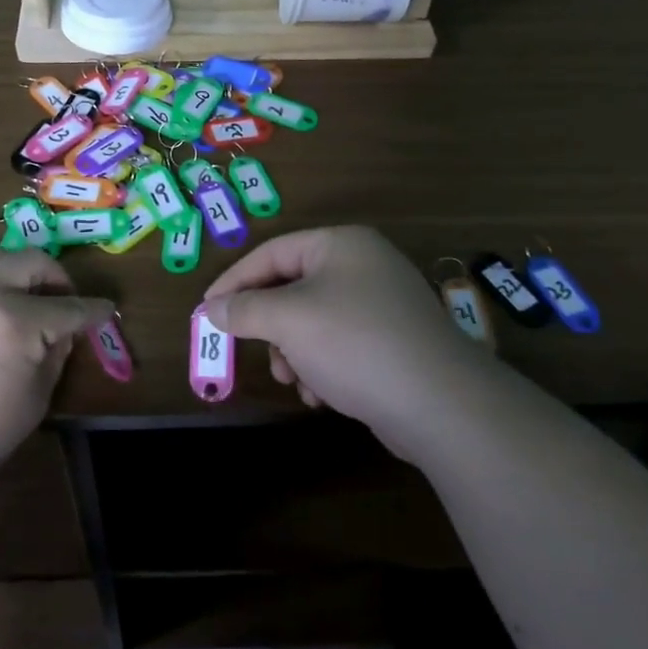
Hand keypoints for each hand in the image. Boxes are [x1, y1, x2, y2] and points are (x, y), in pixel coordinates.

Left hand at [0, 248, 111, 496]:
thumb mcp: (34, 401)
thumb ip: (55, 354)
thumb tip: (63, 330)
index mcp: (14, 321)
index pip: (69, 307)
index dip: (95, 310)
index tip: (107, 310)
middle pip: (31, 261)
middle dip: (58, 277)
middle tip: (64, 300)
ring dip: (17, 270)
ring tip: (23, 295)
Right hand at [205, 227, 488, 459]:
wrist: (440, 404)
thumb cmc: (354, 343)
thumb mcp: (289, 320)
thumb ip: (245, 309)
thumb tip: (212, 309)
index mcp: (341, 244)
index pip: (271, 252)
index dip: (234, 281)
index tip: (207, 310)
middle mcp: (363, 265)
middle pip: (292, 287)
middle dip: (269, 325)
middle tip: (250, 349)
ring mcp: (382, 303)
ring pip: (313, 320)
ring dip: (293, 351)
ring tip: (293, 380)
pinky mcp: (392, 341)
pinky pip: (339, 343)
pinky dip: (321, 365)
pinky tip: (320, 395)